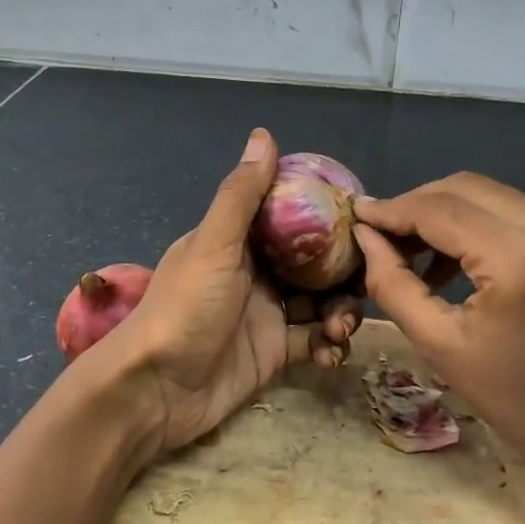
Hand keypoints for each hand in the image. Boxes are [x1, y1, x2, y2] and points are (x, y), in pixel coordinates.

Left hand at [93, 129, 359, 455]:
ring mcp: (266, 313)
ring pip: (319, 302)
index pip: (292, 218)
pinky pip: (312, 341)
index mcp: (239, 241)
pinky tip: (331, 354)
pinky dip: (327, 345)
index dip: (327, 217)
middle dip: (343, 271)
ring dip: (340, 311)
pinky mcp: (273, 352)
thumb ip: (241, 195)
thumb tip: (263, 134)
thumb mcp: (213, 245)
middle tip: (368, 282)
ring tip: (343, 327)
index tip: (364, 221)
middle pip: (314, 262)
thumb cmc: (185, 308)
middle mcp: (255, 272)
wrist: (156, 390)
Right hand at [354, 173, 524, 488]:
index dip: (393, 209)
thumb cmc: (513, 399)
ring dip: (446, 212)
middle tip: (382, 233)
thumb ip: (393, 283)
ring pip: (491, 195)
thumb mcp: (438, 344)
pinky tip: (456, 257)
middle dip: (417, 205)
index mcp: (520, 258)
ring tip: (413, 248)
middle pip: (466, 188)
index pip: (440, 209)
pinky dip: (479, 223)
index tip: (357, 215)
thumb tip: (366, 236)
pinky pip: (517, 212)